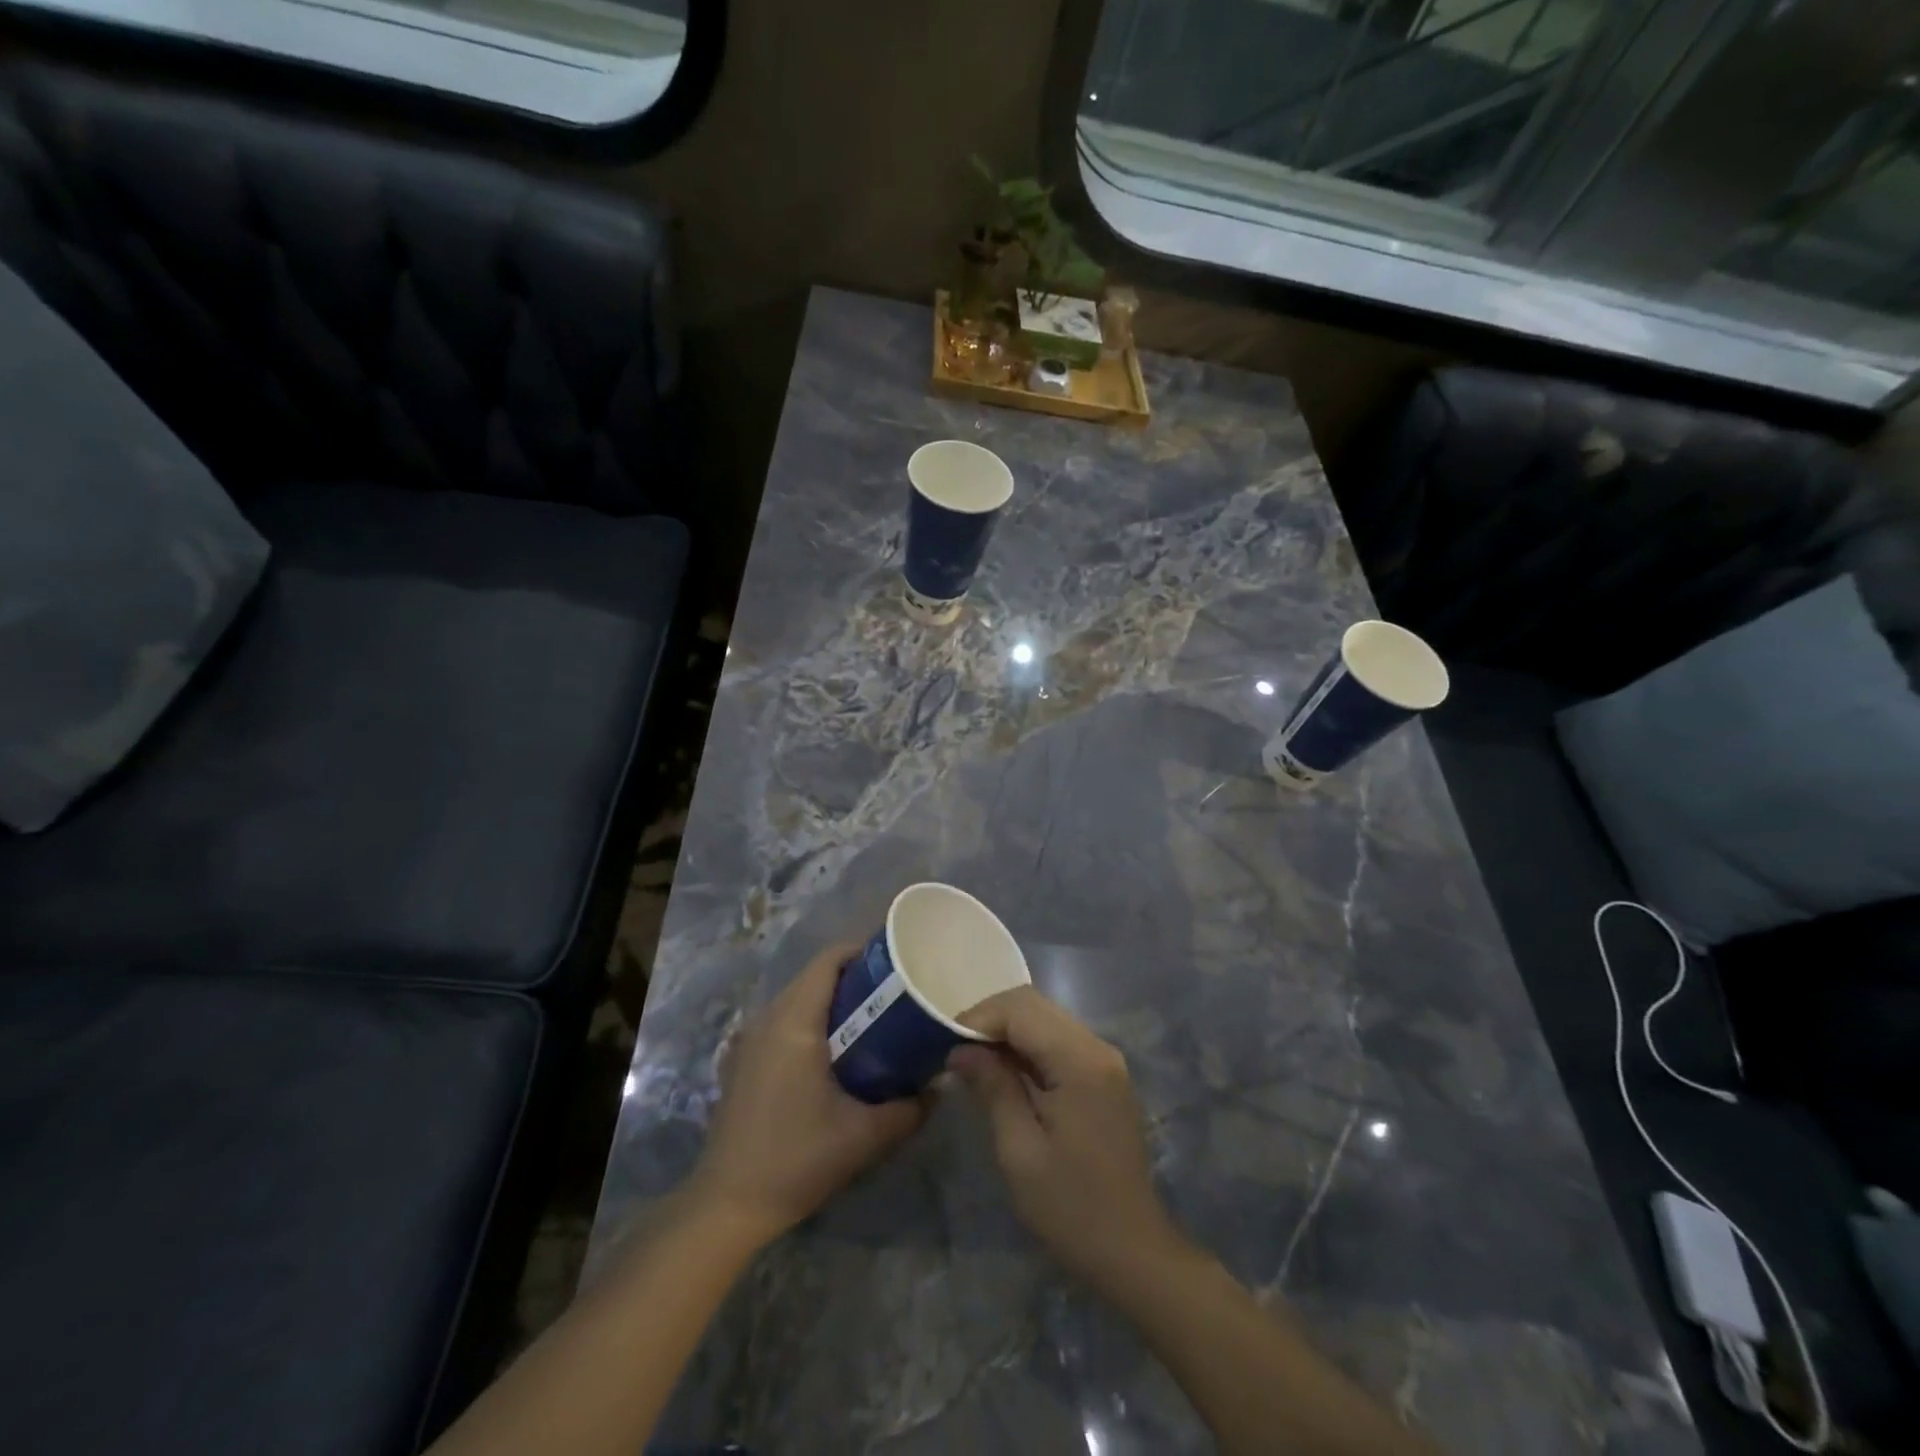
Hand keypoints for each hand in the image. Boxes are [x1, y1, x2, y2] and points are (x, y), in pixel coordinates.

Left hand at [689, 943, 926, 1244]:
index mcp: (795, 1022)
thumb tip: (940, 1086)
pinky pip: (784, 1021)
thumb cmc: (797, 1160)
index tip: (897, 960)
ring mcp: (751, 1040)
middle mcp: (769, 1019)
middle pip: (815, 976)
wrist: (727, 1206)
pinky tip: (838, 1051)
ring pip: (798, 998)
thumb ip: (909, 1108)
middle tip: (895, 991)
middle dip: (855, 977)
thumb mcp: (864, 1136)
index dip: (863, 951)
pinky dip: (813, 1020)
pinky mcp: (745, 1061)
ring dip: (833, 1000)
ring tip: (874, 1018)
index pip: (829, 961)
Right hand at [949, 987, 1181, 1287]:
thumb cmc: (1071, 1207)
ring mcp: (1104, 1060)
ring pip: (1046, 1019)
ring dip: (1007, 1031)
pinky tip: (1005, 1073)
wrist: (1132, 1251)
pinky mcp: (1104, 1075)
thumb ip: (993, 1088)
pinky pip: (1058, 1041)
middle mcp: (1097, 1046)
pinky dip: (1027, 1046)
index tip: (944, 1042)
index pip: (1020, 1009)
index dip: (978, 1017)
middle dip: (990, 1019)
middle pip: (1034, 1005)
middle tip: (955, 1050)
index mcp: (1079, 1060)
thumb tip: (960, 1049)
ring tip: (974, 1061)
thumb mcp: (1019, 1150)